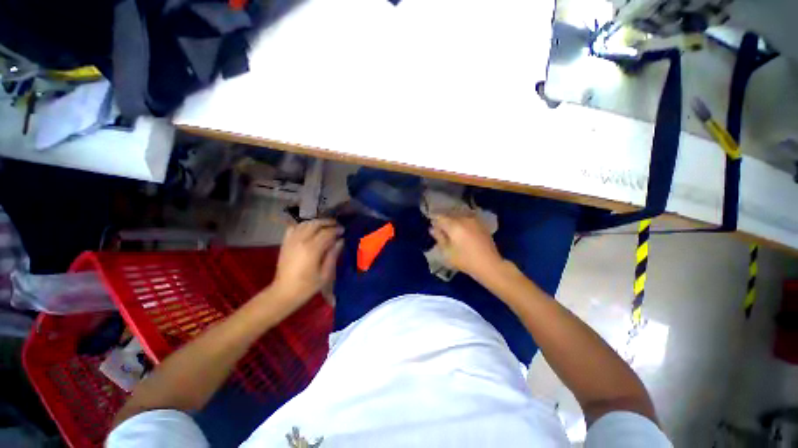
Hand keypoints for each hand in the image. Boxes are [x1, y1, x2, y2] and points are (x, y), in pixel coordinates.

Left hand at [270, 219, 343, 310]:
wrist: (284, 293)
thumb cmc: (307, 286)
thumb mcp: (325, 274)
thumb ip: (333, 255)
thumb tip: (340, 241)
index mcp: (312, 249)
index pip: (327, 233)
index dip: (336, 230)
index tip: (343, 230)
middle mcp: (301, 241)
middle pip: (316, 224)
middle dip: (328, 222)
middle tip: (336, 225)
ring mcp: (291, 241)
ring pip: (305, 223)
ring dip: (317, 222)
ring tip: (325, 226)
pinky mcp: (285, 243)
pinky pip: (293, 228)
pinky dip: (302, 225)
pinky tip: (308, 229)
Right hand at [430, 212, 504, 280]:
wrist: (489, 265)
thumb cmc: (465, 260)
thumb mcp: (447, 252)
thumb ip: (439, 238)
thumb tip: (433, 229)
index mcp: (454, 225)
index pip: (439, 217)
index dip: (434, 222)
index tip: (433, 230)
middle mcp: (464, 219)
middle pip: (449, 215)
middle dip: (444, 222)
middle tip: (442, 232)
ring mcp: (474, 220)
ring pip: (459, 216)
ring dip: (454, 222)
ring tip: (452, 233)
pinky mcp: (481, 224)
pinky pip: (467, 220)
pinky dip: (462, 224)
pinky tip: (463, 233)